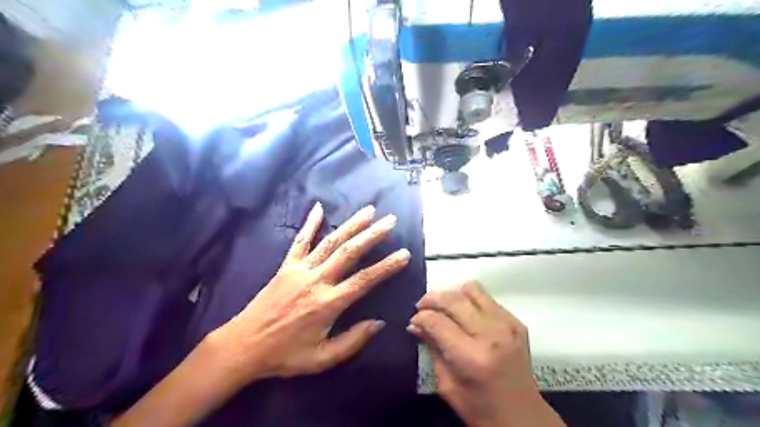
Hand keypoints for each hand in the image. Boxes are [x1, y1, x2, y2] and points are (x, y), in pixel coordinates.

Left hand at [210, 202, 408, 382]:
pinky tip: (318, 207)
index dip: (386, 267)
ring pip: (330, 242)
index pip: (364, 280)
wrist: (244, 346)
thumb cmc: (285, 355)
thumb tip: (379, 323)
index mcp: (328, 304)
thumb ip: (352, 341)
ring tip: (368, 211)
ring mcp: (300, 270)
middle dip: (372, 235)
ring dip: (351, 225)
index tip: (404, 254)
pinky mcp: (286, 266)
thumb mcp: (322, 359)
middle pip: (350, 252)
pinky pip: (300, 241)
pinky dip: (310, 223)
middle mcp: (317, 280)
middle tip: (390, 221)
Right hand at [410, 280, 546, 426]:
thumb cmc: (480, 408)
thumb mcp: (447, 385)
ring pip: (472, 289)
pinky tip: (466, 317)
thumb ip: (432, 349)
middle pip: (453, 299)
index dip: (420, 317)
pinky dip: (471, 302)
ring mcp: (507, 325)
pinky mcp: (517, 322)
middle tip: (422, 307)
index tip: (413, 321)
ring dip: (453, 295)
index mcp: (472, 357)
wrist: (523, 417)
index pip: (438, 322)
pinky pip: (487, 298)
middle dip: (431, 299)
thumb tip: (415, 325)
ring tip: (445, 309)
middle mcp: (491, 334)